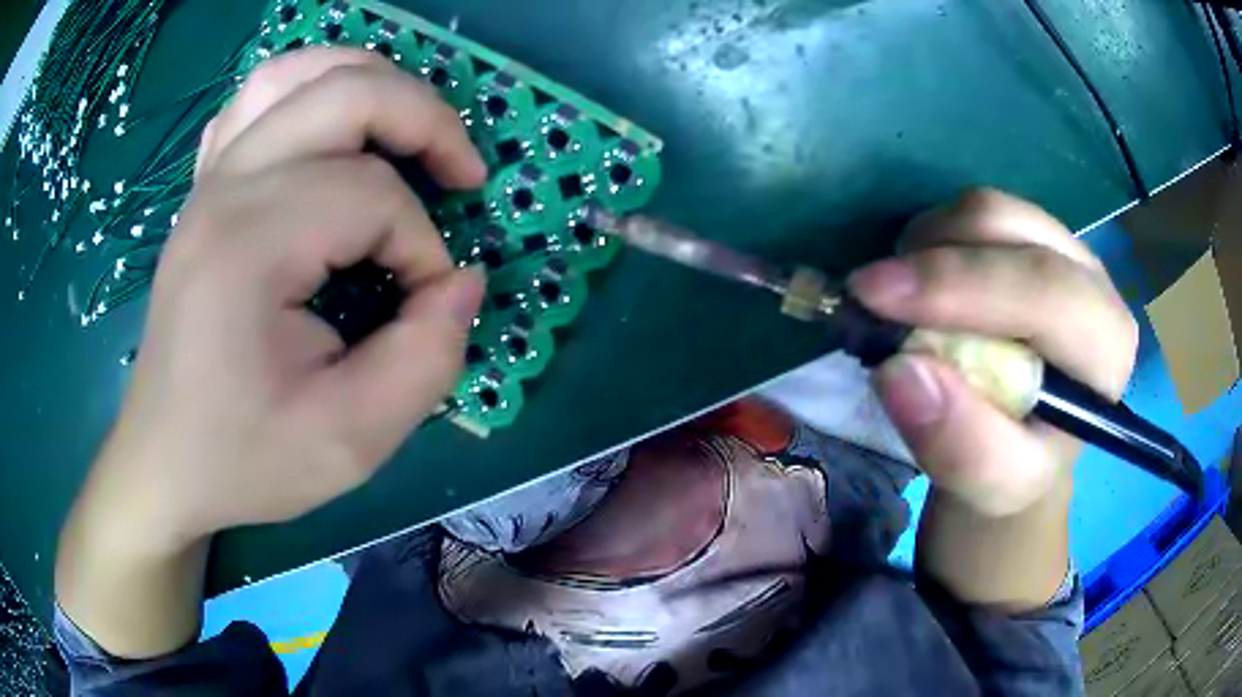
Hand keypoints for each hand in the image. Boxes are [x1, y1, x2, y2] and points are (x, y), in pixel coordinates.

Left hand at [84, 47, 486, 549]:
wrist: (165, 461)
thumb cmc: (244, 458)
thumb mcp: (349, 442)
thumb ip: (426, 360)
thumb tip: (463, 283)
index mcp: (248, 246)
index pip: (371, 197)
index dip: (423, 247)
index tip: (427, 306)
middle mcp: (225, 189)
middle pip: (346, 94)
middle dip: (426, 122)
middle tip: (462, 176)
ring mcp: (209, 180)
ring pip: (300, 72)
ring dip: (371, 82)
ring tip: (408, 127)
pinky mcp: (204, 189)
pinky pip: (258, 99)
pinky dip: (309, 90)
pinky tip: (330, 128)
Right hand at [849, 190, 1137, 516]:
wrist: (1026, 441)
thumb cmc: (1016, 465)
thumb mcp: (993, 487)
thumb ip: (961, 448)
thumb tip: (899, 372)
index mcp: (1106, 348)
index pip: (1045, 291)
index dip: (961, 284)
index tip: (874, 297)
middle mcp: (1094, 282)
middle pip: (1009, 229)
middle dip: (934, 258)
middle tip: (868, 295)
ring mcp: (1064, 247)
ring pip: (986, 209)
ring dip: (929, 245)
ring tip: (903, 300)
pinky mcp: (1033, 235)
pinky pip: (974, 212)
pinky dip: (934, 238)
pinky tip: (924, 284)